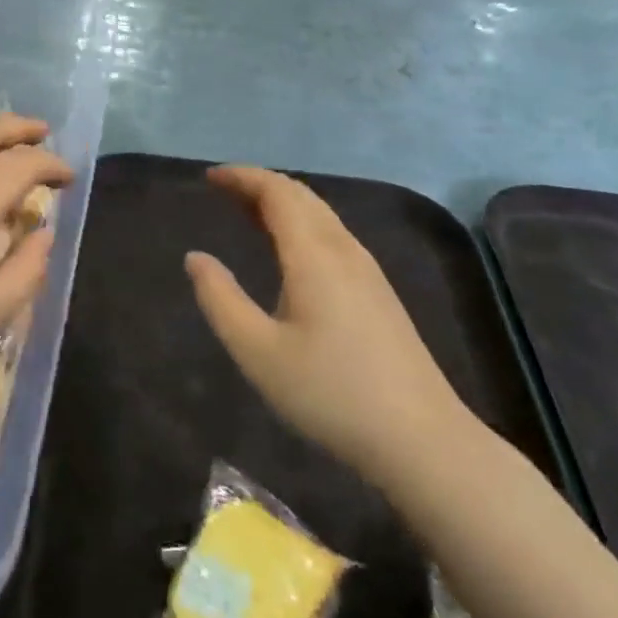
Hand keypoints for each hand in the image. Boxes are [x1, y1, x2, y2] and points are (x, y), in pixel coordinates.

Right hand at [186, 167, 469, 487]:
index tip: (209, 177)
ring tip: (246, 212)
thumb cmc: (330, 393)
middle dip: (260, 184)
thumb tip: (195, 258)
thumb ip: (220, 299)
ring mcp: (367, 271)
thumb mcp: (257, 352)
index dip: (243, 177)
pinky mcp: (378, 292)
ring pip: (320, 215)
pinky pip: (332, 236)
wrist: (422, 440)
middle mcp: (344, 251)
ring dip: (281, 204)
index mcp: (314, 255)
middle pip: (301, 196)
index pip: (277, 193)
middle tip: (222, 189)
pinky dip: (300, 224)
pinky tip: (287, 252)